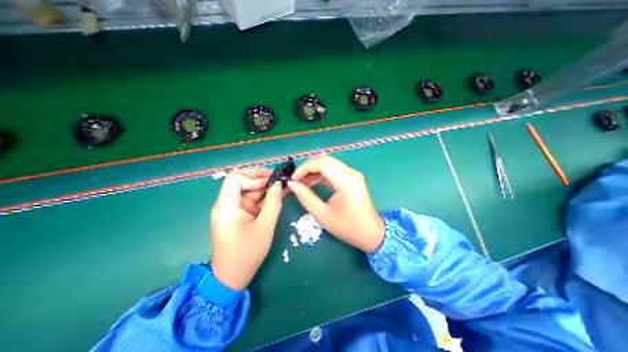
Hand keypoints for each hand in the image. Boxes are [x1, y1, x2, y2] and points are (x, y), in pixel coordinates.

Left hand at [210, 170, 282, 289]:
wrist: (232, 278)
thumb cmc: (247, 254)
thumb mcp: (264, 227)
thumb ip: (273, 203)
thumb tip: (278, 185)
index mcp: (226, 207)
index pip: (234, 180)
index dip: (252, 177)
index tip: (269, 182)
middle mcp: (226, 205)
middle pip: (241, 183)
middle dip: (261, 179)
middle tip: (278, 179)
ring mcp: (233, 211)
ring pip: (249, 192)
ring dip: (265, 189)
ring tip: (281, 186)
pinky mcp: (238, 216)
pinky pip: (251, 202)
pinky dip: (264, 199)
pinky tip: (276, 197)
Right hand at [287, 156, 385, 250]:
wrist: (370, 233)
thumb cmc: (347, 227)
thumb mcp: (323, 214)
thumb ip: (306, 197)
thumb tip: (292, 184)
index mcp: (346, 180)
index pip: (321, 163)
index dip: (304, 168)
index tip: (293, 179)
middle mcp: (350, 172)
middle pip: (324, 160)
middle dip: (307, 168)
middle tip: (296, 180)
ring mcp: (352, 174)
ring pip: (328, 164)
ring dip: (313, 171)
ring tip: (301, 183)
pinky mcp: (351, 178)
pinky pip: (333, 171)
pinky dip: (321, 175)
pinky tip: (311, 183)